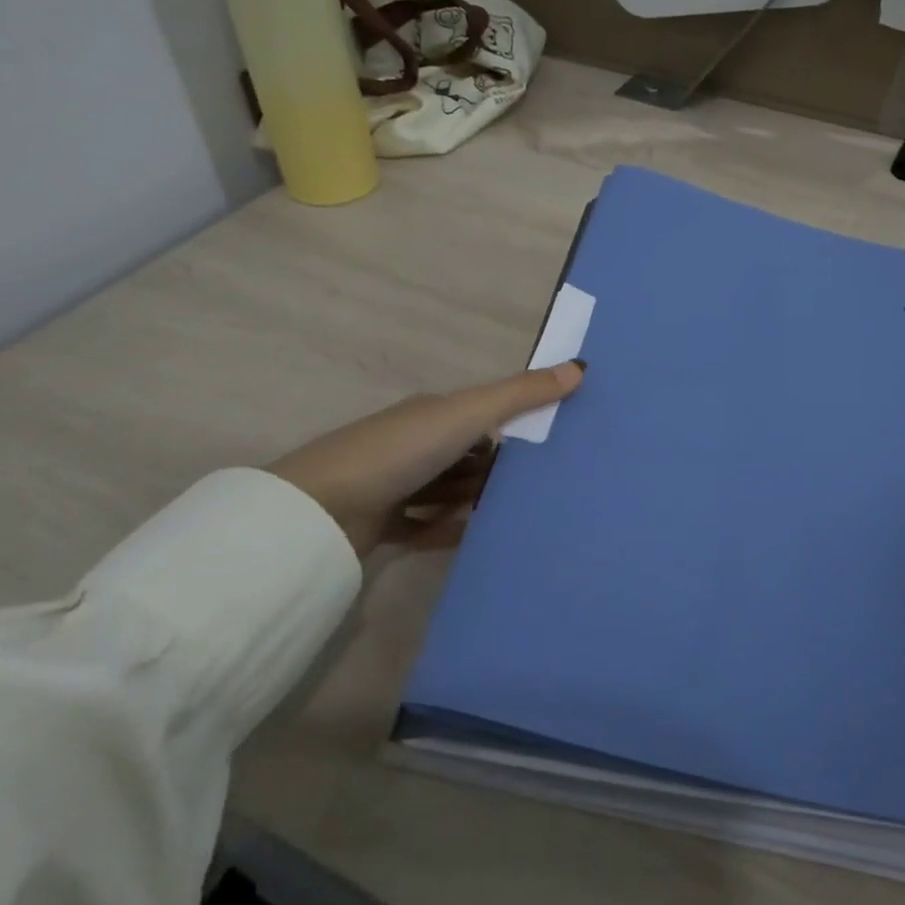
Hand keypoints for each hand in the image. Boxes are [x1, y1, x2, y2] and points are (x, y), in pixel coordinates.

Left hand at [269, 362, 583, 556]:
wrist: (324, 510)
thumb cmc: (402, 450)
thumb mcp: (469, 414)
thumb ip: (522, 394)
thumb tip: (580, 366)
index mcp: (432, 413)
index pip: (481, 416)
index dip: (514, 428)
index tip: (550, 448)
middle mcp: (413, 444)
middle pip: (467, 456)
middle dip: (497, 470)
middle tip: (538, 490)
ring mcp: (395, 484)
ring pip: (448, 490)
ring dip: (475, 500)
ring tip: (515, 516)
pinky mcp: (382, 523)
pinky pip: (426, 525)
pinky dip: (449, 530)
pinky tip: (477, 538)